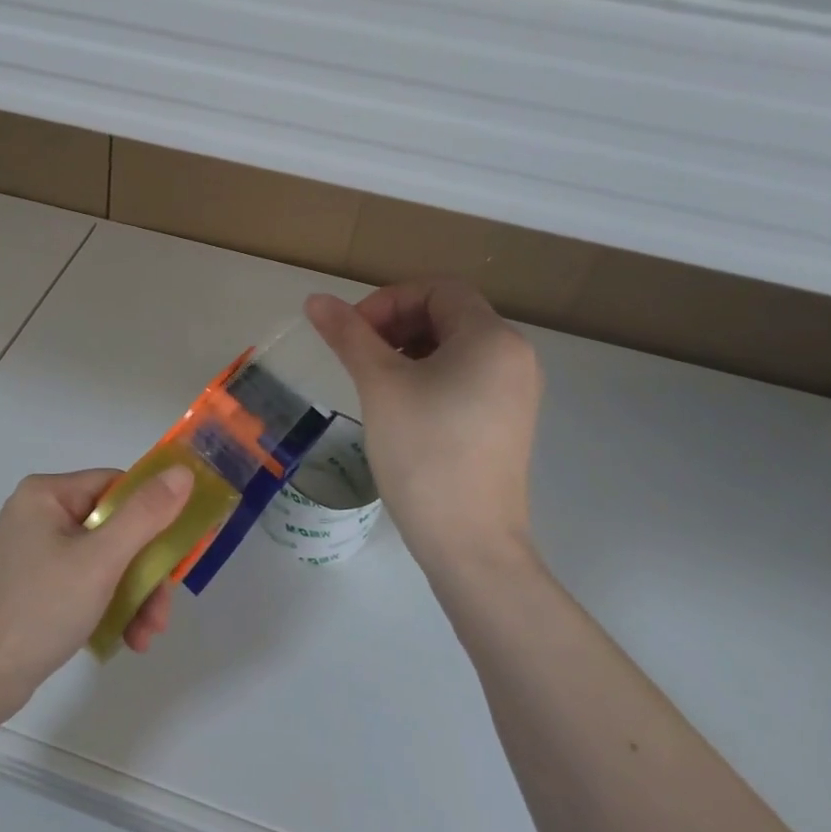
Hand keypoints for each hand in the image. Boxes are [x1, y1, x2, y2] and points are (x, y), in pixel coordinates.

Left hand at [0, 466, 194, 709]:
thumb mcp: (101, 560)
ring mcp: (35, 551)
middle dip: (145, 572)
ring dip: (133, 596)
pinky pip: (86, 581)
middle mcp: (39, 513)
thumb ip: (146, 515)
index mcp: (47, 494)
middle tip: (162, 612)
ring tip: (146, 637)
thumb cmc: (41, 609)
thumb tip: (183, 472)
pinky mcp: (35, 584)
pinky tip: (126, 638)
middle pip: (115, 527)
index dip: (153, 514)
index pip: (117, 486)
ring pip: (105, 559)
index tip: (176, 552)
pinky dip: (109, 605)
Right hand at [306, 281, 542, 579]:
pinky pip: (465, 377)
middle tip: (359, 356)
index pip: (437, 290)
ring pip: (454, 347)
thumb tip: (315, 300)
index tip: (354, 334)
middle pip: (448, 315)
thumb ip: (348, 334)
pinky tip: (401, 406)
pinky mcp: (506, 421)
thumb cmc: (423, 452)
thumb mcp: (379, 385)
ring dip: (409, 350)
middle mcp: (514, 356)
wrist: (469, 542)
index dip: (389, 300)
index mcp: (492, 338)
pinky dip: (429, 376)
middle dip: (396, 324)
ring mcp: (515, 391)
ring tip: (375, 382)